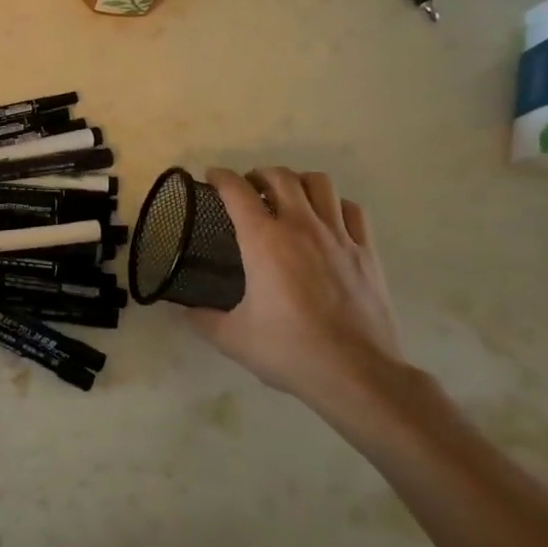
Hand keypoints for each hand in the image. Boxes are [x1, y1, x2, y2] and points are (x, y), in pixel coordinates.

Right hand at [187, 168, 405, 413]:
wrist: (355, 372)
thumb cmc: (287, 350)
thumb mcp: (231, 337)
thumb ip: (201, 319)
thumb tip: (181, 311)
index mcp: (264, 242)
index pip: (237, 192)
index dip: (221, 178)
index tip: (211, 176)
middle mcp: (301, 227)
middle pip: (281, 177)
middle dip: (259, 174)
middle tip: (247, 188)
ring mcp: (339, 236)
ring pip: (320, 184)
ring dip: (298, 182)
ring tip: (287, 196)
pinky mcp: (366, 252)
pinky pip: (352, 209)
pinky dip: (334, 204)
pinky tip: (326, 219)